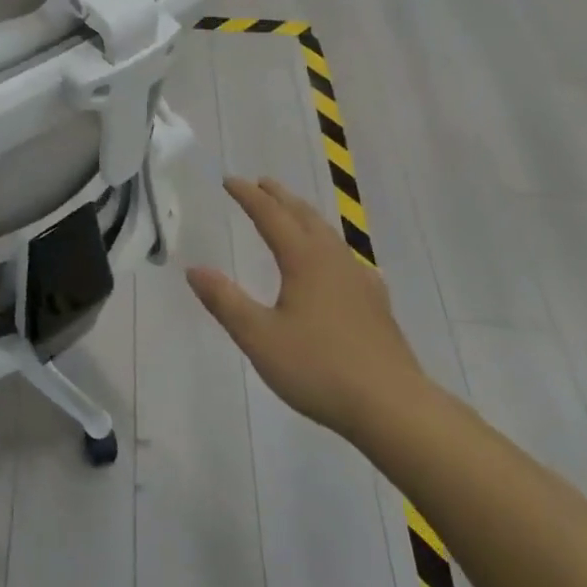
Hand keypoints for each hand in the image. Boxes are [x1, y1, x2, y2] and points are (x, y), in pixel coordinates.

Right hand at [187, 177, 424, 441]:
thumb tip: (194, 269)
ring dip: (306, 217)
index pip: (271, 216)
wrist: (393, 406)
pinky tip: (341, 265)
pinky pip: (349, 260)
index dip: (249, 197)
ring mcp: (360, 281)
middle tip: (261, 183)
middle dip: (280, 197)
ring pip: (329, 235)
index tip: (230, 181)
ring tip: (294, 213)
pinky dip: (332, 248)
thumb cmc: (319, 368)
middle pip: (304, 217)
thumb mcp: (260, 337)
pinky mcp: (376, 304)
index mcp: (304, 260)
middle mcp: (333, 261)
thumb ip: (225, 301)